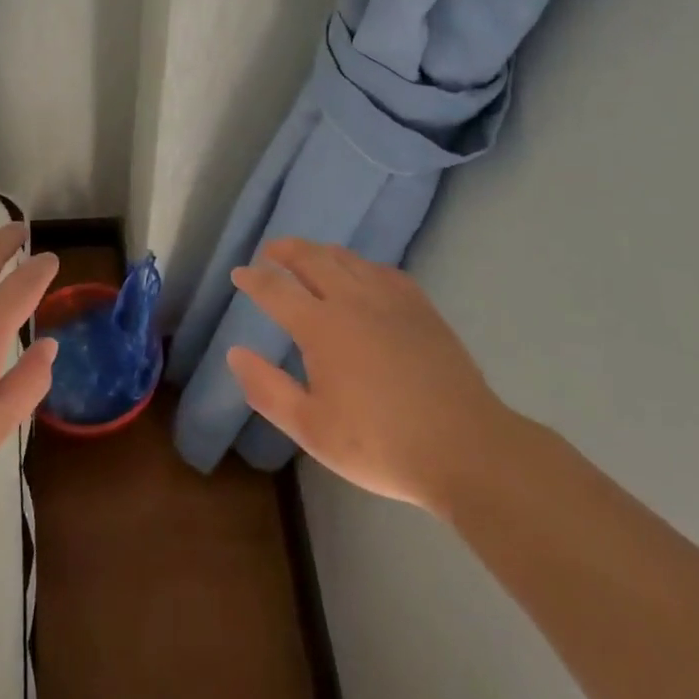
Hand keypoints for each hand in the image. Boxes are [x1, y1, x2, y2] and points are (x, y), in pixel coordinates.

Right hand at [226, 238, 509, 515]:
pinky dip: (361, 266)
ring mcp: (390, 299)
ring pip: (347, 259)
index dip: (253, 279)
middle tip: (270, 251)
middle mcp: (352, 300)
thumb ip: (267, 389)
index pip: (276, 290)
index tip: (239, 274)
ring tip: (309, 257)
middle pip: (311, 258)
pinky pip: (382, 271)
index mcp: (321, 326)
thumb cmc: (380, 444)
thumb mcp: (311, 429)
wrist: (465, 448)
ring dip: (321, 252)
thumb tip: (234, 353)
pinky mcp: (420, 307)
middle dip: (285, 250)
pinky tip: (362, 276)